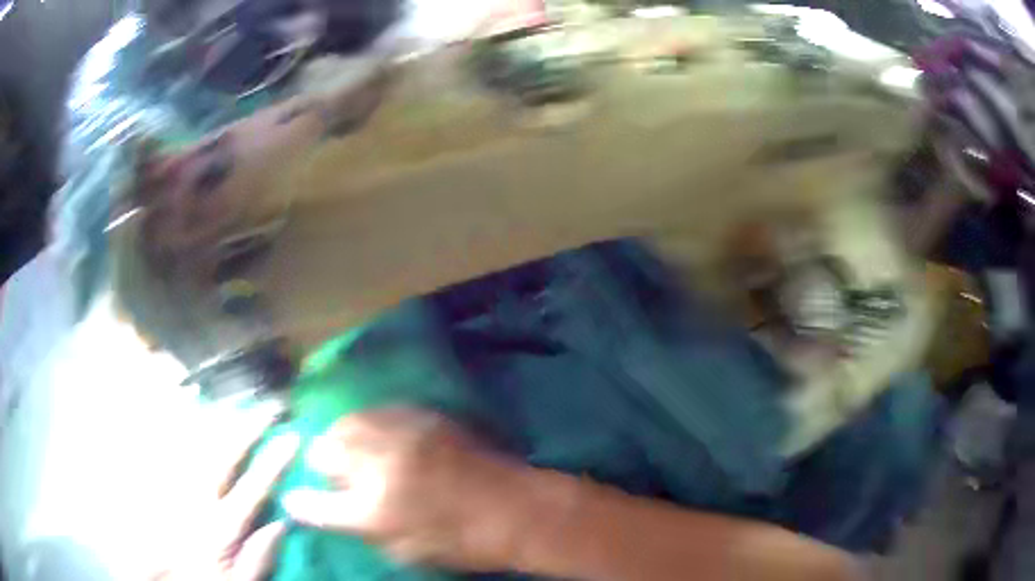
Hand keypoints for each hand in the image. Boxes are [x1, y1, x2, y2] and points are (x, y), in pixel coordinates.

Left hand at [156, 403, 299, 580]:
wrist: (162, 579)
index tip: (291, 438)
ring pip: (199, 449)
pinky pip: (177, 453)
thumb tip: (282, 524)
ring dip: (221, 426)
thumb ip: (259, 557)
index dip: (273, 462)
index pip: (252, 488)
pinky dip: (191, 435)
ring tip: (239, 408)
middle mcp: (199, 500)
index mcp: (221, 526)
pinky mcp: (166, 486)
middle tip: (267, 410)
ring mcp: (179, 489)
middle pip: (224, 457)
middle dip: (247, 431)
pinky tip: (200, 423)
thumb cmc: (204, 580)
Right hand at [282, 408, 532, 570]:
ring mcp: (401, 436)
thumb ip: (364, 531)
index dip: (301, 502)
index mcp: (373, 512)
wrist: (517, 509)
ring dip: (342, 438)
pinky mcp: (423, 417)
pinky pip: (378, 412)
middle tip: (331, 472)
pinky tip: (378, 435)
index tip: (295, 499)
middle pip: (323, 451)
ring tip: (352, 450)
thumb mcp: (407, 554)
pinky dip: (370, 424)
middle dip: (321, 463)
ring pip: (346, 423)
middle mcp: (379, 467)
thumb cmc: (464, 543)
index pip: (314, 504)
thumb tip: (336, 510)